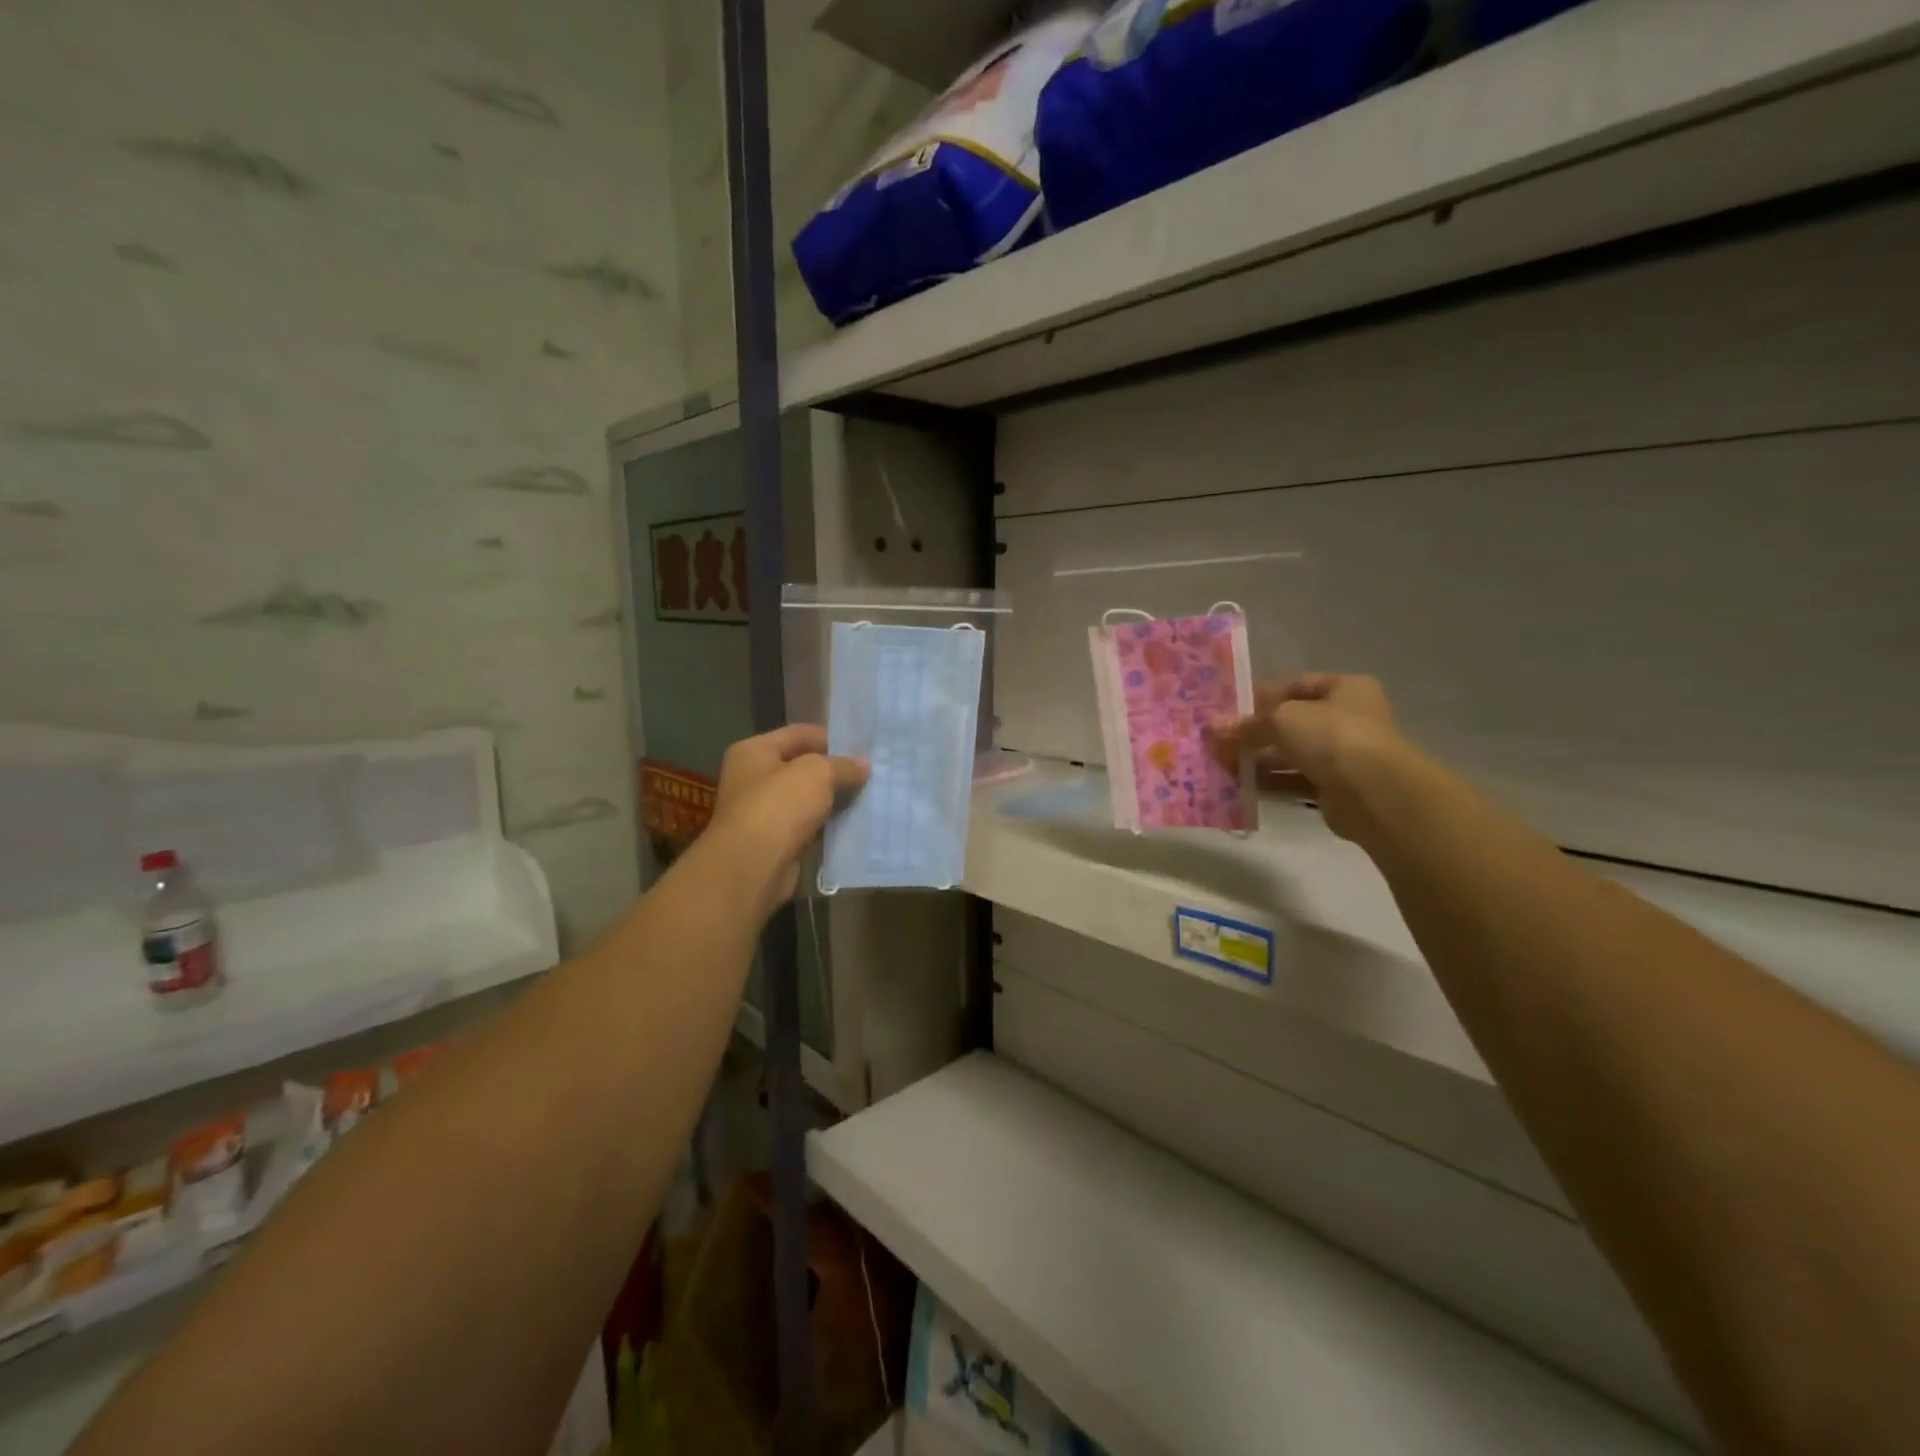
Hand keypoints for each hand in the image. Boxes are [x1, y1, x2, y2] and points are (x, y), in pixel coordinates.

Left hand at [708, 725, 867, 915]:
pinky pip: (807, 825)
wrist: (753, 866)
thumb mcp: (817, 773)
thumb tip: (863, 765)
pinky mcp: (774, 841)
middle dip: (834, 770)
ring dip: (833, 799)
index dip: (831, 736)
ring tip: (868, 796)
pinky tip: (853, 823)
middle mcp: (752, 778)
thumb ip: (843, 765)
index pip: (798, 733)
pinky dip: (827, 824)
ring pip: (806, 798)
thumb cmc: (779, 806)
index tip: (862, 747)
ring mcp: (762, 812)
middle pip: (801, 766)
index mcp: (753, 751)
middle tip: (870, 772)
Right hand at [1210, 674, 1405, 842]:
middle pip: (1293, 723)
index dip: (1263, 695)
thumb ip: (1247, 724)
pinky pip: (1295, 783)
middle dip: (1255, 732)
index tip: (1231, 708)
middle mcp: (1348, 719)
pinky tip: (1241, 786)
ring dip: (1259, 760)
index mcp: (1346, 689)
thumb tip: (1212, 726)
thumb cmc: (1331, 735)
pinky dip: (1270, 784)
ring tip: (1222, 764)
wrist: (1372, 791)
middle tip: (1220, 740)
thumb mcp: (1281, 718)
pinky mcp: (1336, 789)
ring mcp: (1344, 756)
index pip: (1297, 685)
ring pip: (1292, 755)